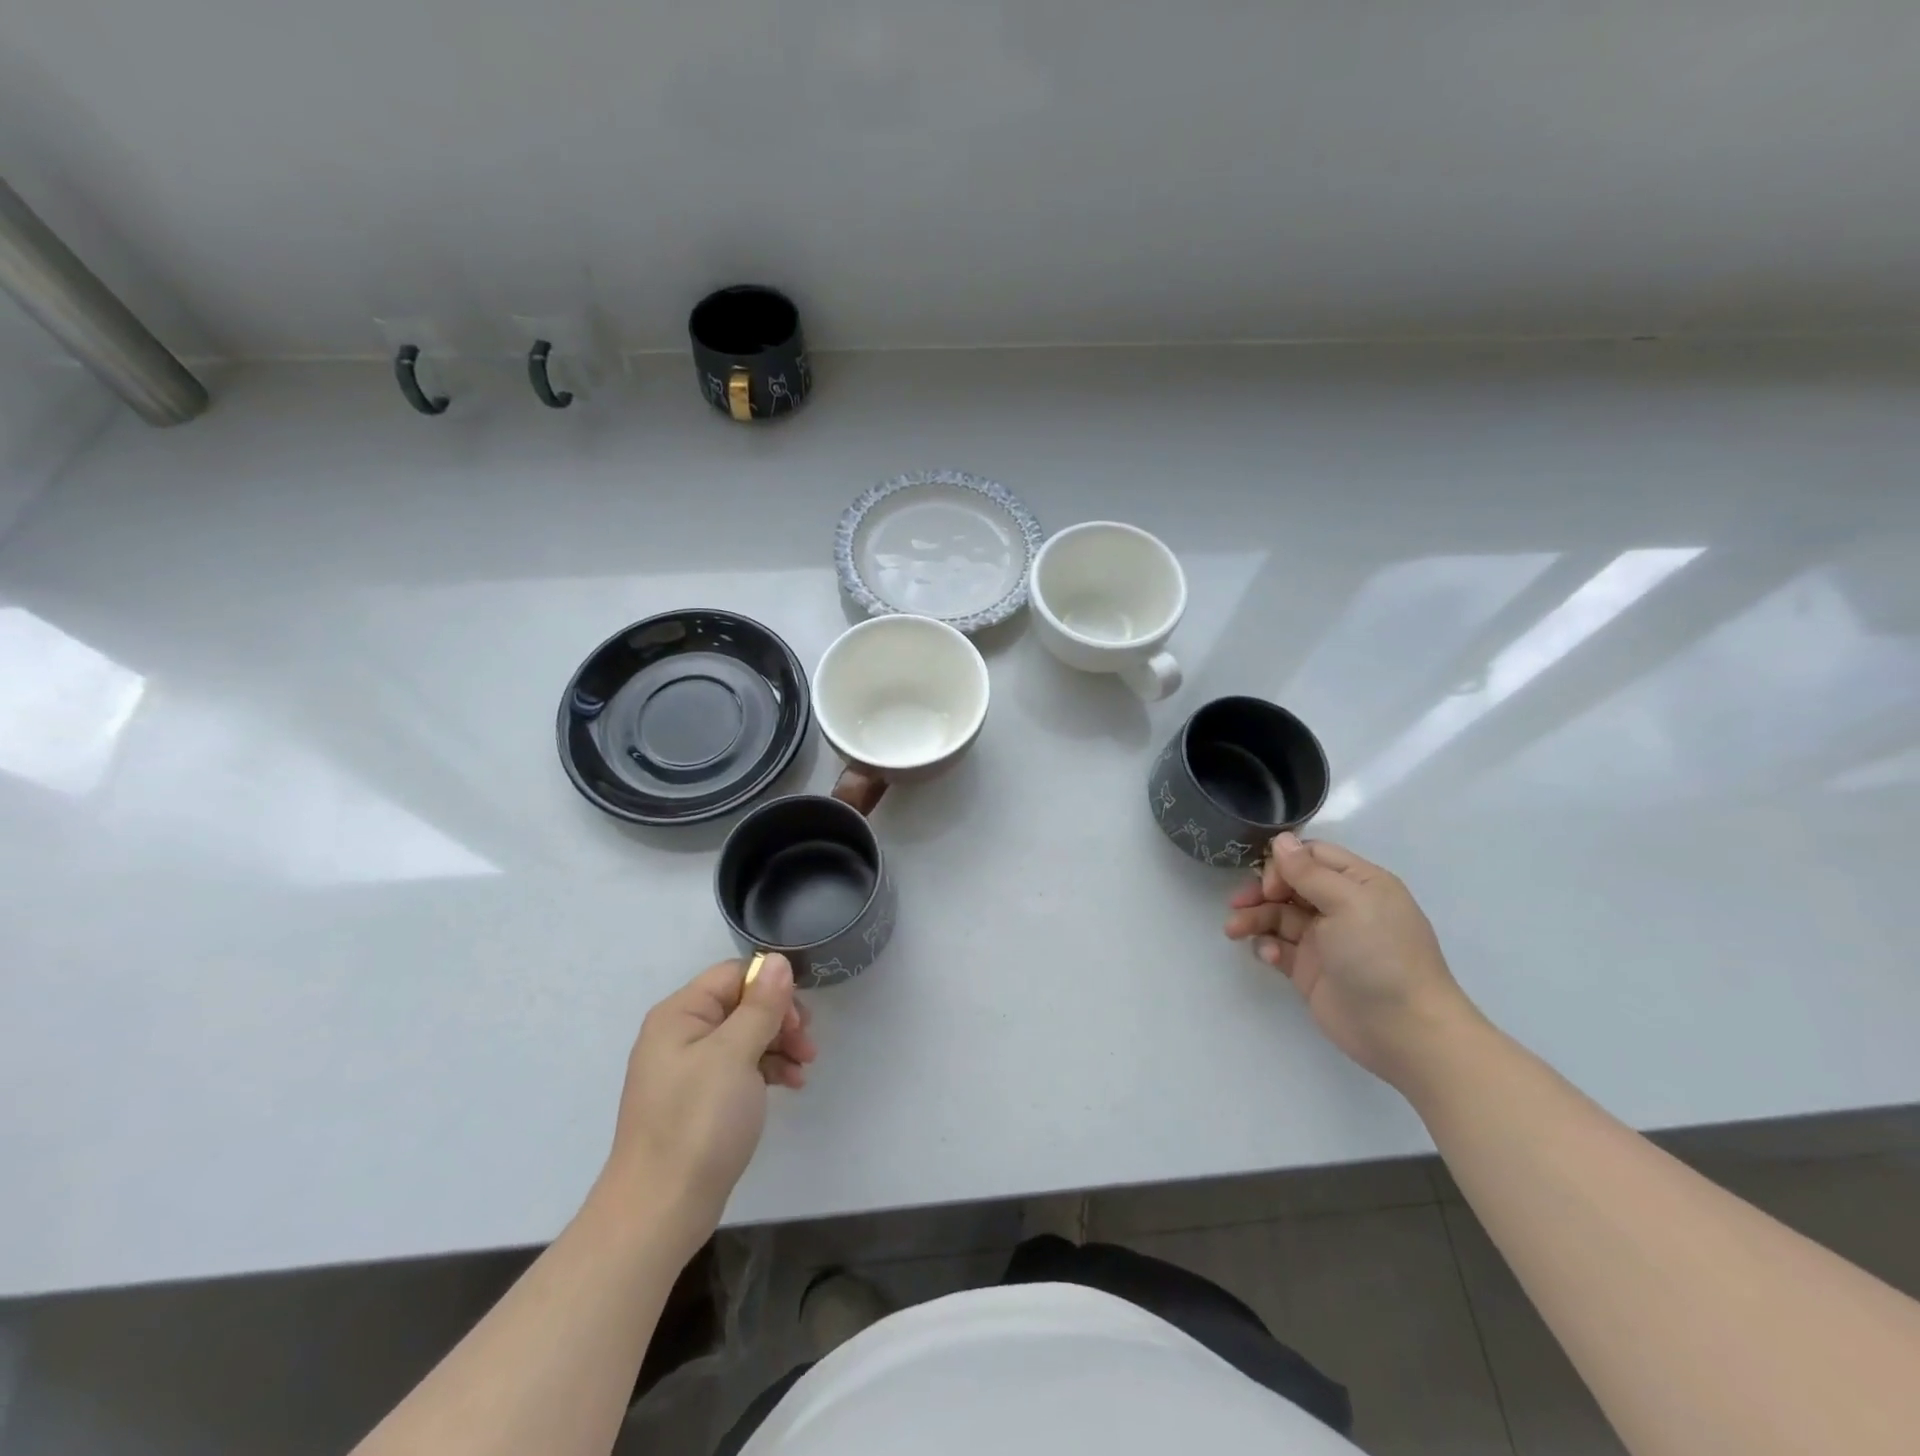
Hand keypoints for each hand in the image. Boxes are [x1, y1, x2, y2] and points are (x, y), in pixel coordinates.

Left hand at [600, 955, 816, 1235]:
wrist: (660, 1211)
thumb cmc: (697, 1123)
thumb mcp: (734, 1055)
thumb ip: (761, 1005)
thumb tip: (777, 960)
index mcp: (680, 1014)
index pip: (733, 975)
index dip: (770, 987)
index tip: (799, 1018)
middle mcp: (681, 1033)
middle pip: (742, 1004)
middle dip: (780, 1018)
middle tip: (807, 1043)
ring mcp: (689, 1068)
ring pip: (745, 1035)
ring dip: (780, 1044)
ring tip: (806, 1067)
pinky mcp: (700, 1099)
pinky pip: (740, 1066)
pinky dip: (767, 1069)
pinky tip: (792, 1084)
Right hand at [1225, 834, 1479, 1086]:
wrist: (1404, 1031)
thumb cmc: (1381, 956)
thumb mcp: (1348, 903)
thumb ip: (1308, 871)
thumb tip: (1281, 840)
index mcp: (1359, 884)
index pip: (1312, 856)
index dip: (1285, 863)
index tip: (1270, 883)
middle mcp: (1341, 907)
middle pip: (1289, 885)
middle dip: (1261, 891)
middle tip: (1240, 903)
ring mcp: (1325, 940)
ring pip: (1277, 916)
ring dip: (1253, 918)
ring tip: (1233, 931)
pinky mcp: (1310, 970)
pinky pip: (1279, 948)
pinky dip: (1267, 947)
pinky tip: (1268, 957)